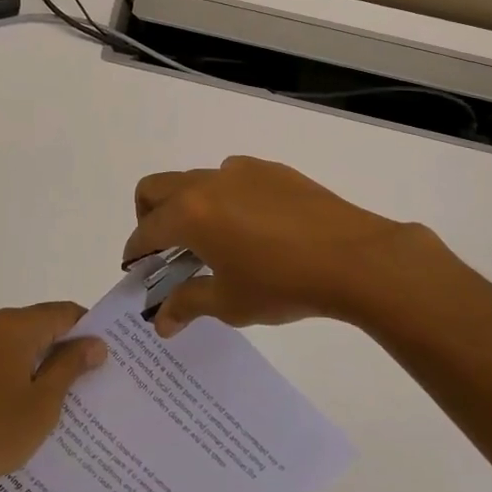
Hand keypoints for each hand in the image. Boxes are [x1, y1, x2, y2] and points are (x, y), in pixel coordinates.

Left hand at [0, 302, 106, 491]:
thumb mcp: (45, 400)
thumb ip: (71, 365)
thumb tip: (95, 343)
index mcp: (13, 325)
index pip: (63, 312)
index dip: (88, 330)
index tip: (108, 355)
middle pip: (41, 324)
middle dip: (67, 347)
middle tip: (94, 377)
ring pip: (21, 343)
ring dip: (43, 362)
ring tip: (68, 394)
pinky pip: (2, 358)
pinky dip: (21, 372)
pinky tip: (32, 403)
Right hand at [123, 155, 451, 336]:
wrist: (356, 258)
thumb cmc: (284, 285)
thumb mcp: (230, 303)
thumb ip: (188, 304)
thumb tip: (161, 320)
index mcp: (189, 213)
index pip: (145, 231)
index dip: (135, 253)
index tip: (137, 272)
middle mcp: (207, 182)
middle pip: (155, 188)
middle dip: (148, 218)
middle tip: (164, 251)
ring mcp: (240, 171)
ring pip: (195, 180)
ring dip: (187, 207)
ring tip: (212, 243)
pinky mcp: (271, 170)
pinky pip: (232, 179)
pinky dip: (224, 200)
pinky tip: (252, 231)